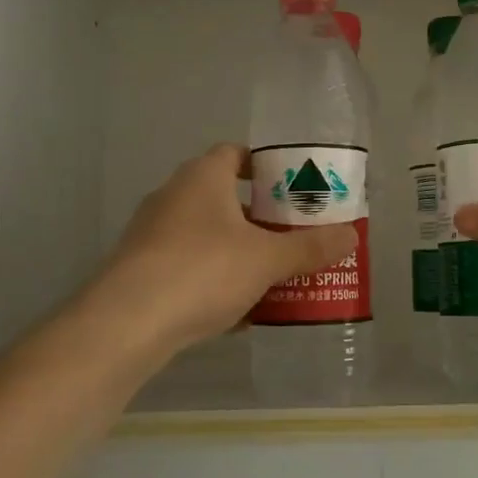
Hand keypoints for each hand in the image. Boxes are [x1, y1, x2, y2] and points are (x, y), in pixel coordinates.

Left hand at [97, 144, 357, 352]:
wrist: (126, 323)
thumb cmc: (203, 270)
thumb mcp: (267, 259)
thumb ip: (310, 247)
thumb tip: (351, 235)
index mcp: (202, 178)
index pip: (235, 154)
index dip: (265, 167)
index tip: (292, 188)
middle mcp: (173, 197)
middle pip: (224, 198)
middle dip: (260, 218)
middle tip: (293, 236)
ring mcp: (152, 234)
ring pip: (207, 237)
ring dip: (238, 253)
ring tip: (273, 276)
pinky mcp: (140, 270)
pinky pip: (188, 267)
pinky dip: (214, 282)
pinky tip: (238, 314)